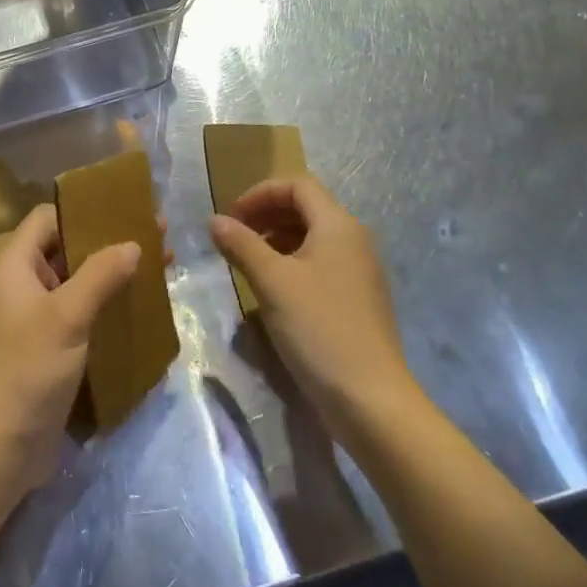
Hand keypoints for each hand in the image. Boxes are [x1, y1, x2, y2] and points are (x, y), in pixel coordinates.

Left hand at [0, 204, 139, 501]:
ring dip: (112, 275)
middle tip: (155, 238)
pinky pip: (80, 314)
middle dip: (109, 243)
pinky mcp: (48, 349)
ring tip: (158, 269)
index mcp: (15, 266)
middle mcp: (21, 286)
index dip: (82, 210)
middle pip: (66, 249)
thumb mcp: (66, 316)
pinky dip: (106, 307)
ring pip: (77, 283)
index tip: (124, 209)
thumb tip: (134, 243)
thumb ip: (100, 275)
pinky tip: (140, 310)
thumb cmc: (27, 370)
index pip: (48, 218)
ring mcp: (34, 319)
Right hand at [210, 177, 417, 443]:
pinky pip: (322, 265)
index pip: (297, 185)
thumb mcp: (272, 282)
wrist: (371, 401)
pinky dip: (293, 265)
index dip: (260, 193)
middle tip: (235, 237)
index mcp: (338, 225)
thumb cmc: (319, 329)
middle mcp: (354, 240)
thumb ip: (241, 245)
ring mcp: (361, 272)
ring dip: (277, 240)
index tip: (232, 217)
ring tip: (249, 264)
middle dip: (267, 216)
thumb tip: (215, 220)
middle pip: (306, 208)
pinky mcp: (359, 300)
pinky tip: (274, 292)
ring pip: (313, 238)